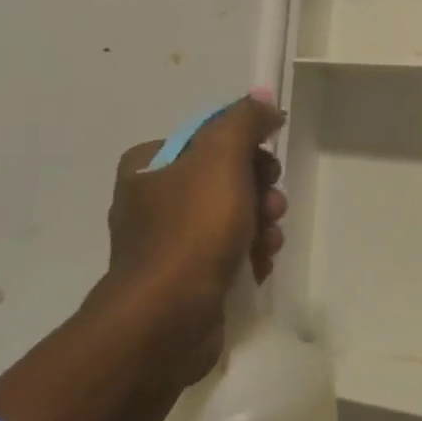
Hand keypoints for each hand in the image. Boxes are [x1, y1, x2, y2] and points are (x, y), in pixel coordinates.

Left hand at [105, 95, 287, 383]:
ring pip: (230, 215)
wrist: (166, 320)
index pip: (210, 138)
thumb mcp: (222, 157)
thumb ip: (244, 120)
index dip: (247, 149)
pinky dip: (247, 254)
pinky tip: (260, 265)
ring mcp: (165, 243)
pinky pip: (224, 253)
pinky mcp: (181, 279)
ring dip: (260, 223)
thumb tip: (262, 99)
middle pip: (224, 177)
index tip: (267, 166)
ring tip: (269, 241)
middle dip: (258, 190)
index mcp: (149, 164)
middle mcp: (151, 199)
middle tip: (272, 206)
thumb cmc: (192, 229)